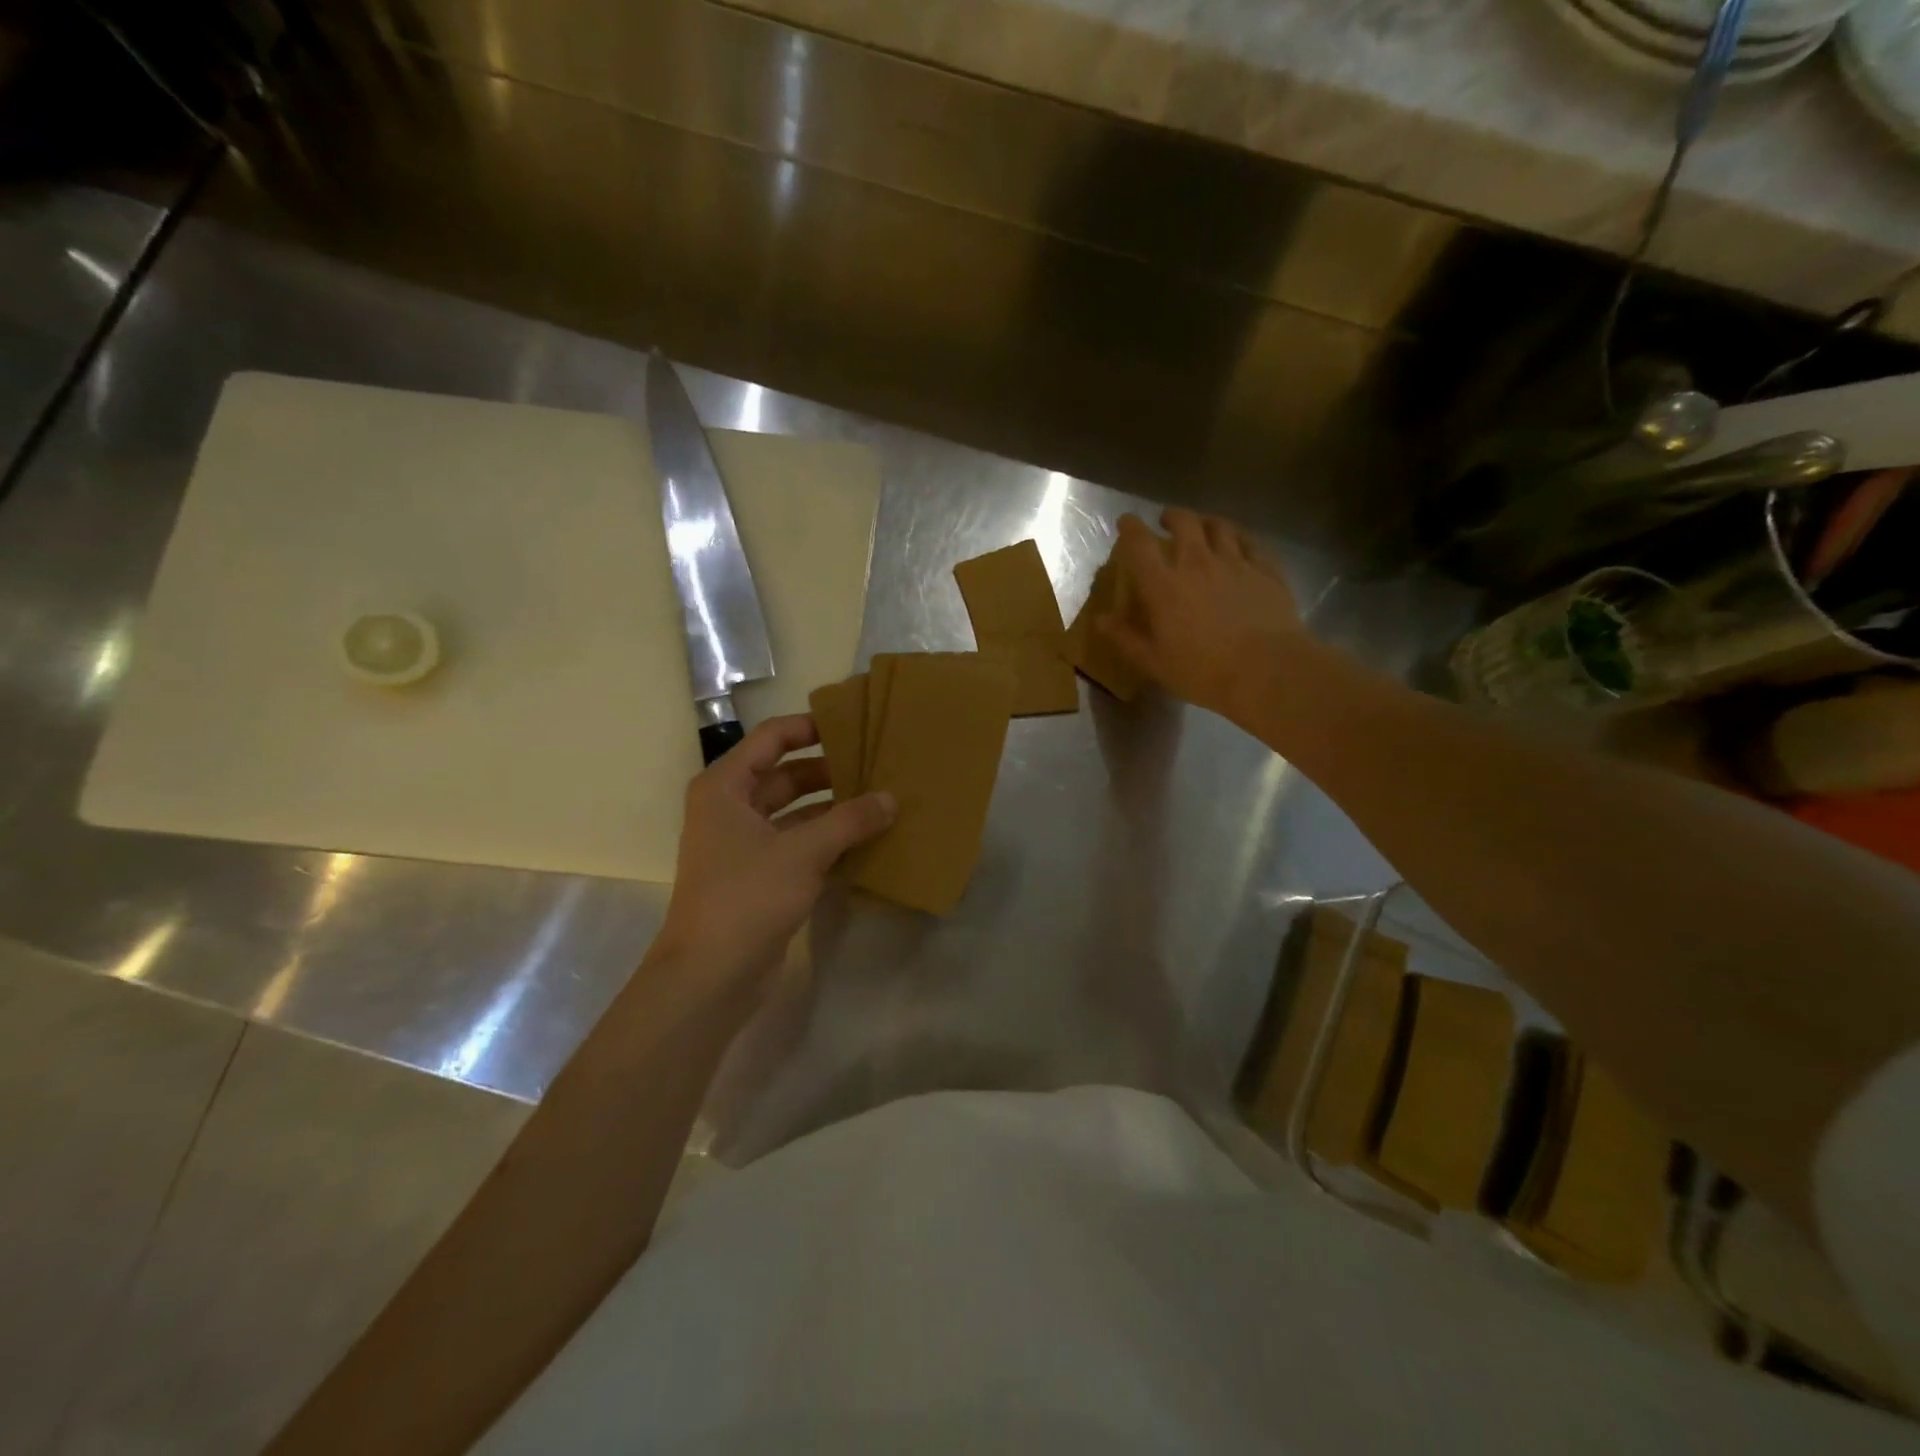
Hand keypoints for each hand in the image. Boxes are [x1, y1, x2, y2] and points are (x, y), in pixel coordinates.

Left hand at [655, 715, 895, 990]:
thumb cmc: (747, 897)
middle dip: (830, 771)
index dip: (810, 727)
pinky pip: (798, 844)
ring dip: (833, 809)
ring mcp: (744, 844)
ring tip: (880, 802)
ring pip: (795, 812)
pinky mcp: (760, 876)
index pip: (771, 739)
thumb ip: (850, 820)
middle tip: (877, 766)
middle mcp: (731, 808)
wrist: (710, 975)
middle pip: (786, 775)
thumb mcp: (803, 852)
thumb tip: (890, 799)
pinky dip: (828, 840)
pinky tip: (866, 841)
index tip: (853, 726)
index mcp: (726, 787)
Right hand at [1095, 508, 1306, 725]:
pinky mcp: (1265, 569)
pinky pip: (1250, 541)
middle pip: (1183, 522)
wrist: (1267, 670)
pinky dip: (1238, 537)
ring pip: (1218, 526)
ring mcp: (1235, 562)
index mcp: (1164, 585)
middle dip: (1171, 516)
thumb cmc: (1203, 671)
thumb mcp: (1154, 662)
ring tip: (1202, 528)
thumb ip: (1125, 638)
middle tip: (1166, 521)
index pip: (1139, 543)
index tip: (1125, 522)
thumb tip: (1100, 620)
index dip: (1129, 528)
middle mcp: (1197, 562)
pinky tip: (1238, 544)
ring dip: (1205, 522)